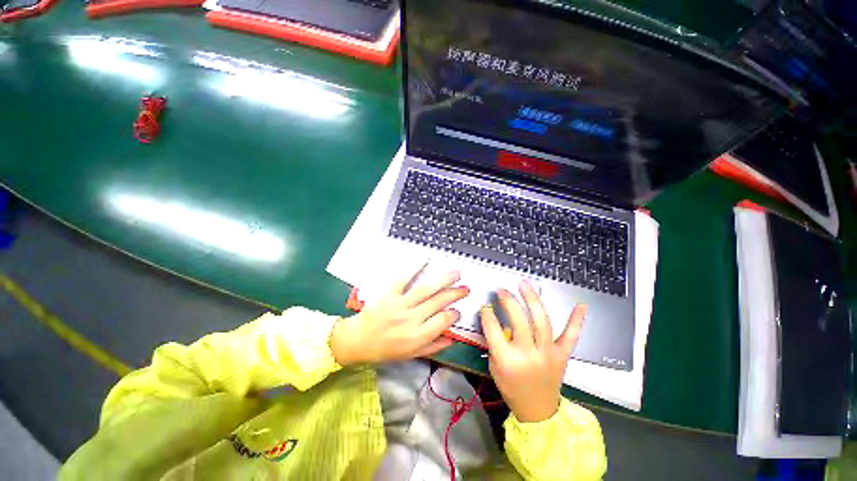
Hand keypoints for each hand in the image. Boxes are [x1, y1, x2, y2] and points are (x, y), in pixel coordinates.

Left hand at [330, 264, 468, 365]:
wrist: (357, 341)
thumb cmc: (385, 350)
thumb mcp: (410, 355)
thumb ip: (432, 347)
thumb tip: (452, 338)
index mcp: (417, 337)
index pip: (442, 322)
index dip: (453, 314)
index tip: (457, 311)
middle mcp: (411, 319)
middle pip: (438, 303)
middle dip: (455, 294)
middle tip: (465, 288)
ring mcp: (399, 305)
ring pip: (426, 290)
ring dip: (443, 280)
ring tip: (456, 273)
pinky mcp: (389, 294)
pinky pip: (403, 279)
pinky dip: (414, 268)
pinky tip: (426, 259)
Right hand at [481, 280, 586, 422]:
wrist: (538, 411)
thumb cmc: (511, 388)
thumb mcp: (494, 366)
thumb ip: (495, 342)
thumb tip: (496, 318)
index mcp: (507, 360)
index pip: (493, 329)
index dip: (487, 314)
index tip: (486, 305)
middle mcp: (528, 355)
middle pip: (518, 321)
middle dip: (509, 301)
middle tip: (502, 290)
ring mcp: (548, 354)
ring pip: (541, 322)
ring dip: (532, 300)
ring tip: (524, 284)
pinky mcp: (563, 355)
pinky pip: (571, 336)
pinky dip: (576, 320)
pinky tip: (581, 304)